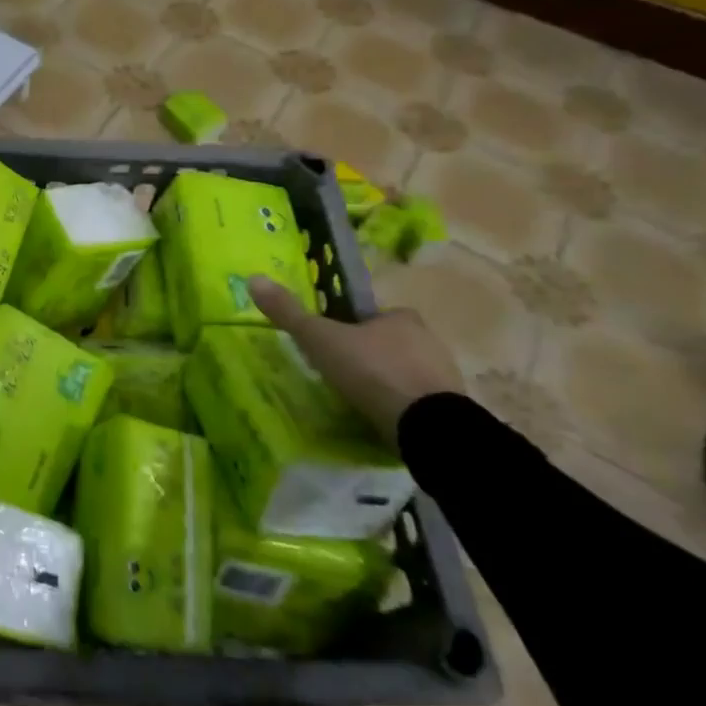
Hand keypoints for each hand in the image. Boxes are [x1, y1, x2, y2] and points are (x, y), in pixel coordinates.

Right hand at [248, 276, 461, 442]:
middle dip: (366, 356)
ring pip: (404, 373)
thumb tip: (253, 278)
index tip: (330, 347)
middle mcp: (429, 339)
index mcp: (401, 316)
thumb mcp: (320, 339)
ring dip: (384, 383)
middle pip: (387, 343)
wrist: (428, 427)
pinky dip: (400, 407)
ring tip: (358, 402)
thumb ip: (289, 313)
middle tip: (339, 376)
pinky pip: (418, 402)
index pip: (368, 316)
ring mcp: (444, 376)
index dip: (347, 328)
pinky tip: (382, 420)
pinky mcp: (451, 410)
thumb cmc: (372, 371)